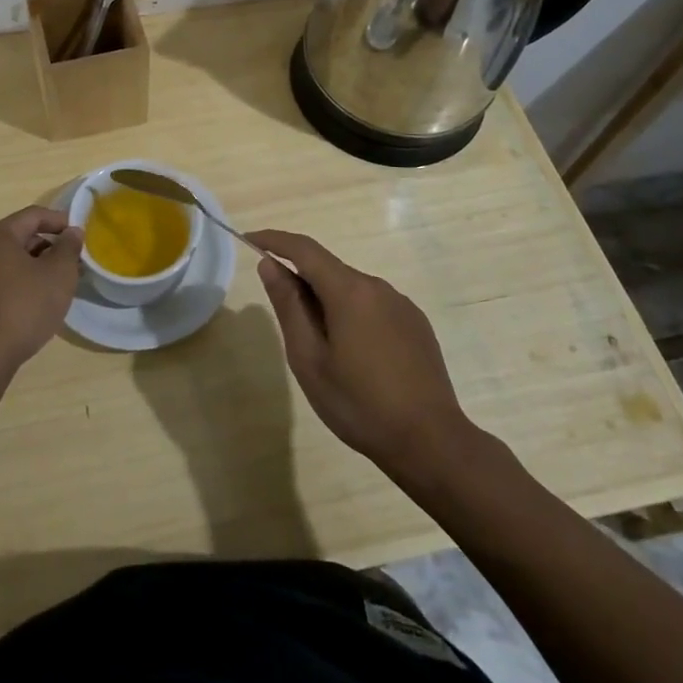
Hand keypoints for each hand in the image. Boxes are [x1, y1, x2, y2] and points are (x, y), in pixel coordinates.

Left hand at [0, 206, 83, 375]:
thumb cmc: (23, 307)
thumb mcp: (58, 274)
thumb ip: (68, 248)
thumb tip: (71, 232)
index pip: (34, 215)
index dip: (60, 221)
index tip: (81, 237)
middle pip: (23, 236)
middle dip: (51, 247)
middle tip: (75, 264)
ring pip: (15, 261)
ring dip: (40, 268)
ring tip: (62, 285)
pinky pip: (5, 280)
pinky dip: (25, 283)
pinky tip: (40, 303)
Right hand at [246, 229, 471, 482]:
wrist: (431, 443)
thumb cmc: (359, 404)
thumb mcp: (309, 359)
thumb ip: (289, 306)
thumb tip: (270, 264)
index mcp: (349, 291)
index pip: (304, 249)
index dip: (274, 240)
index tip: (250, 240)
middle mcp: (377, 287)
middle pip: (329, 270)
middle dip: (301, 282)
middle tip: (285, 322)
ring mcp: (401, 304)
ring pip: (351, 290)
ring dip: (328, 303)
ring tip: (322, 350)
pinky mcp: (416, 324)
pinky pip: (374, 306)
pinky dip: (353, 316)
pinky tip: (356, 357)